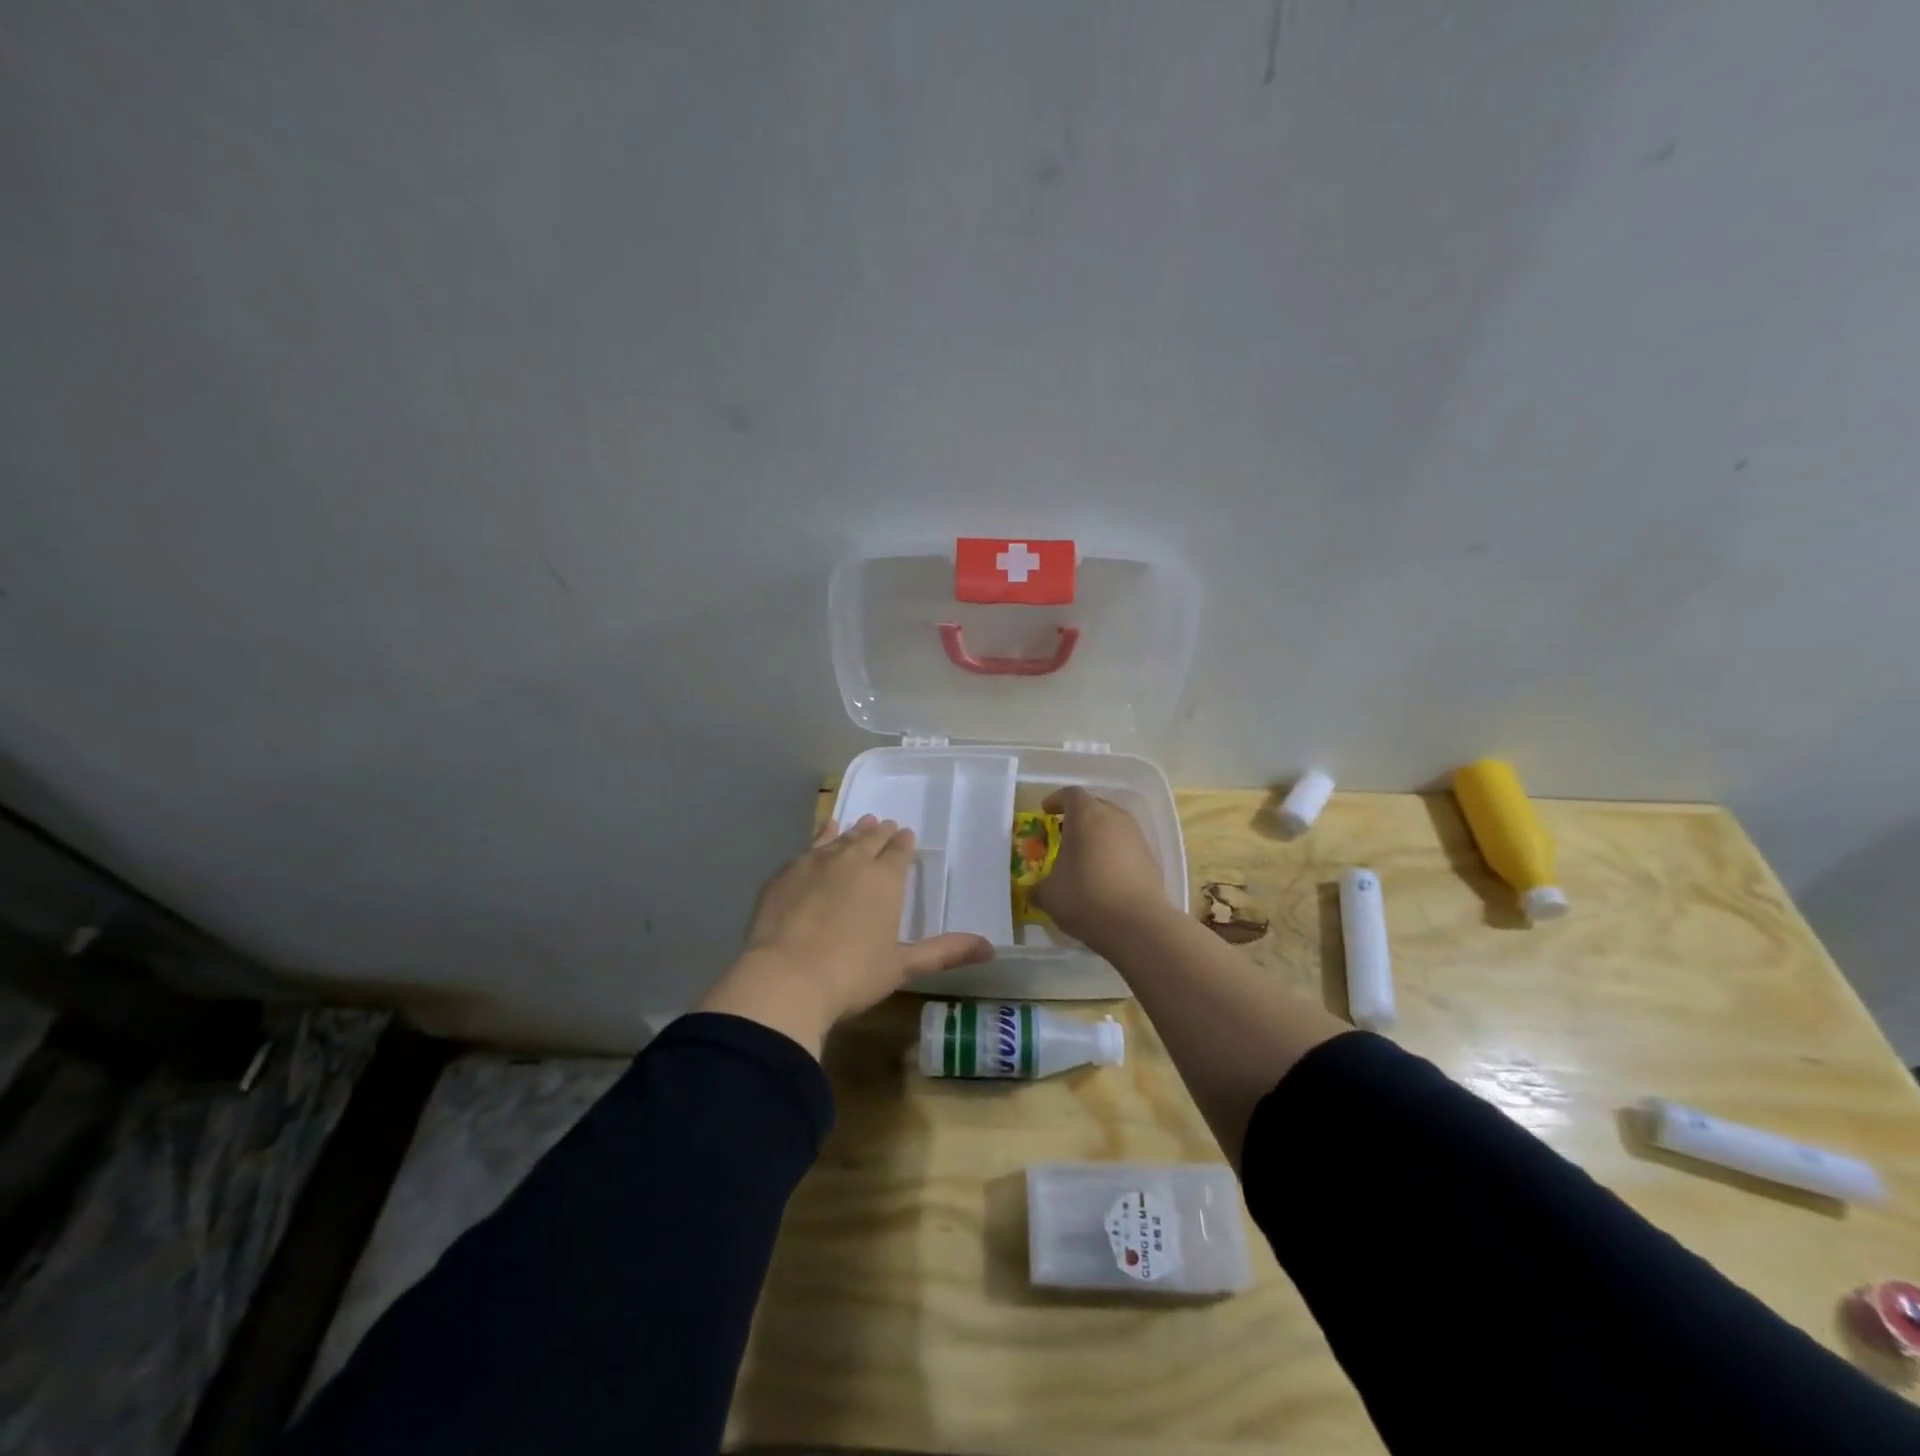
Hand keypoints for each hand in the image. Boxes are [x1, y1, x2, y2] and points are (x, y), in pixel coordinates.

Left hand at [698, 815, 993, 1055]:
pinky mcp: (787, 872)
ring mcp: (817, 863)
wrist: (785, 978)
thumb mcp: (902, 966)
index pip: (899, 852)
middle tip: (886, 826)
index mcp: (886, 880)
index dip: (904, 844)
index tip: (906, 835)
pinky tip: (826, 830)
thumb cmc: (852, 975)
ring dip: (855, 830)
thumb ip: (945, 952)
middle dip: (881, 833)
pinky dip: (823, 834)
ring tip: (862, 823)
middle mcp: (854, 861)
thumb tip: (991, 949)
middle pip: (871, 839)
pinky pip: (811, 844)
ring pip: (842, 838)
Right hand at [1031, 787, 1173, 950]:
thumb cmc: (1086, 897)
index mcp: (1086, 815)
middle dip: (1077, 817)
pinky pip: (1126, 846)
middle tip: (1063, 835)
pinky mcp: (1151, 858)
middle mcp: (1113, 817)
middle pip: (1094, 806)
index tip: (1046, 811)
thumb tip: (1034, 891)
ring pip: (1112, 826)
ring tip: (1084, 857)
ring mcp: (1136, 836)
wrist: (1139, 924)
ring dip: (1097, 835)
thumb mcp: (1049, 894)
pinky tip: (1104, 875)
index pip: (1070, 794)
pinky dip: (1113, 853)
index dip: (1056, 800)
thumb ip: (1039, 886)